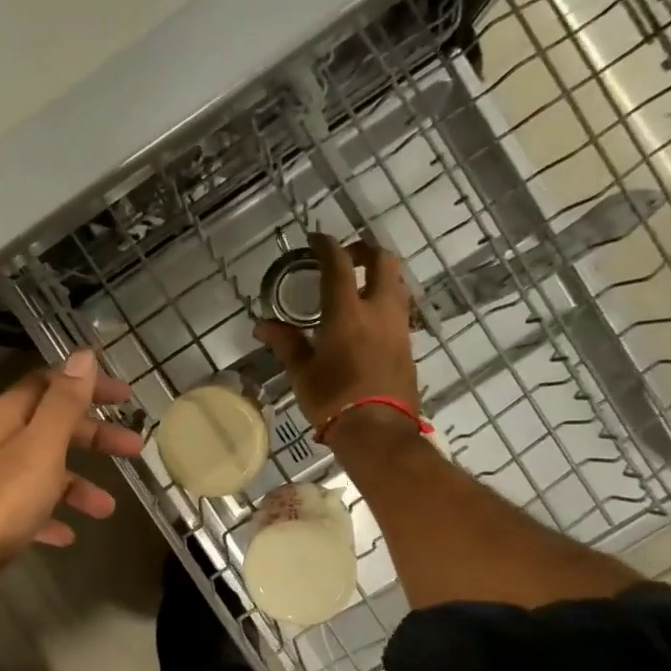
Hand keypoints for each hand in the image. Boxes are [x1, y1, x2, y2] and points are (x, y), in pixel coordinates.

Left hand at [0, 350, 142, 581]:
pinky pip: (26, 507)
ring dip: (77, 483)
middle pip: (50, 426)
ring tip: (106, 509)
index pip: (50, 383)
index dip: (88, 385)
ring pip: (42, 470)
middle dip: (93, 436)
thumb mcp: (39, 449)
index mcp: (4, 416)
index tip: (126, 398)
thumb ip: (63, 403)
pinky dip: (50, 514)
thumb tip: (83, 355)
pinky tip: (66, 535)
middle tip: (134, 449)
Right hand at [255, 233, 419, 430]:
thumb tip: (262, 324)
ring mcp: (398, 326)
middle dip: (364, 250)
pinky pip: (399, 308)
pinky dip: (385, 299)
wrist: (378, 431)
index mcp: (347, 312)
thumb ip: (285, 341)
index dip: (327, 246)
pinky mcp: (408, 344)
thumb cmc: (333, 400)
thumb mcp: (302, 372)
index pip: (338, 265)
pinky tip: (369, 317)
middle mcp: (378, 310)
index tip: (315, 239)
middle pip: (383, 261)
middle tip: (346, 257)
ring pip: (396, 283)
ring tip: (359, 285)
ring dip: (379, 274)